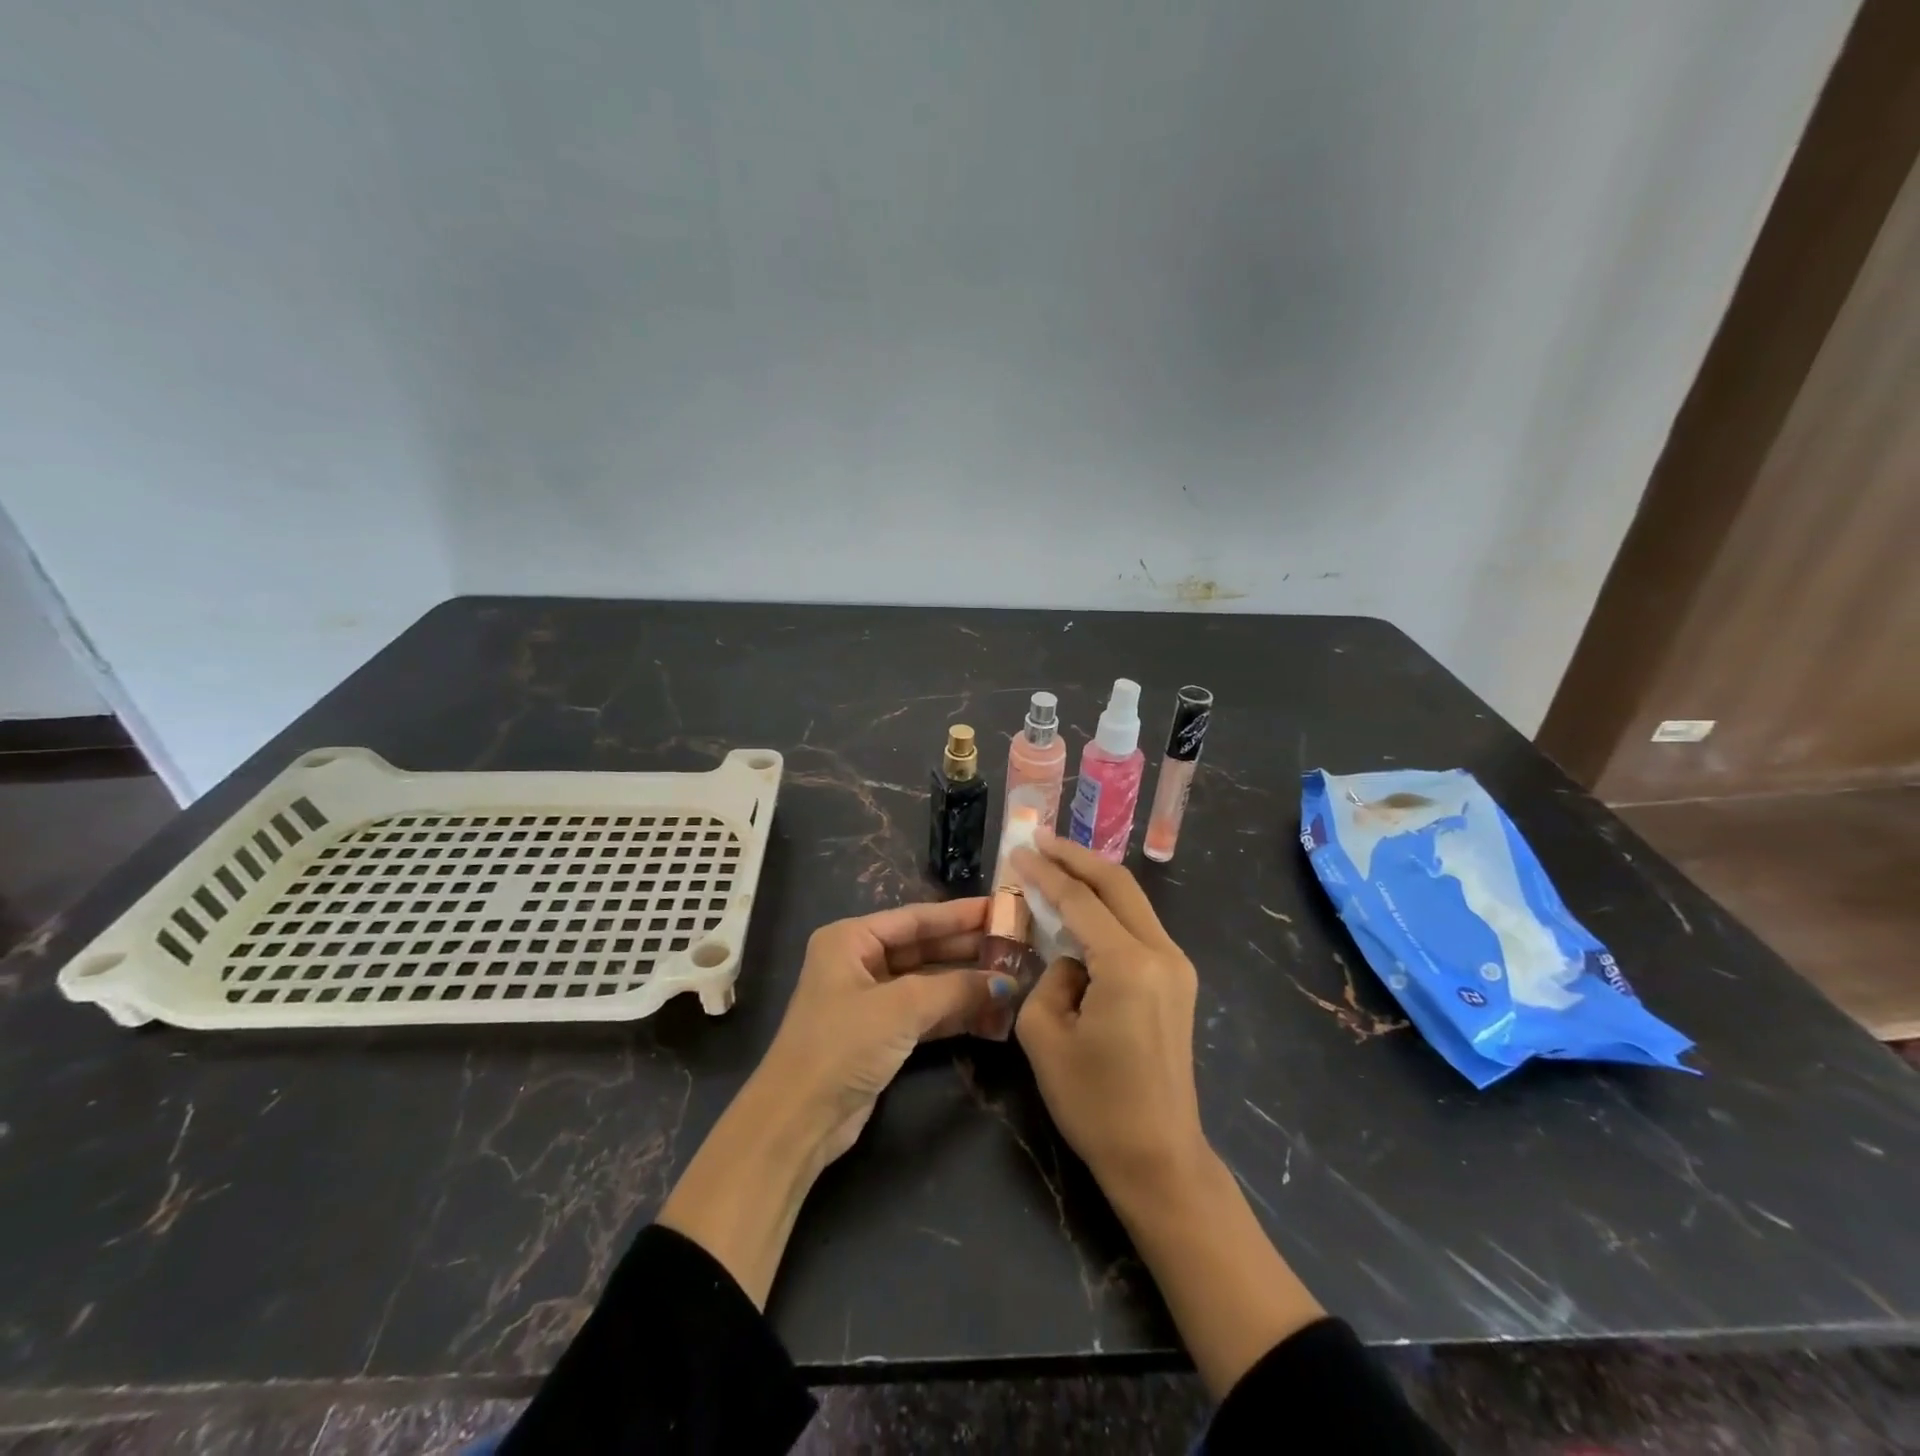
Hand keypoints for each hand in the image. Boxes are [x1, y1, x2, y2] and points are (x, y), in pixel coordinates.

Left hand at [755, 897, 1018, 1164]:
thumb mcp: (901, 1008)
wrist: (798, 1119)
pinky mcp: (880, 1035)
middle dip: (966, 949)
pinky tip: (990, 1012)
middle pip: (923, 948)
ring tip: (1012, 977)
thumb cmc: (842, 1045)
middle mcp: (858, 962)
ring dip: (965, 984)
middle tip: (1014, 943)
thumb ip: (956, 989)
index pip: (915, 918)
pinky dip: (954, 1013)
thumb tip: (1007, 982)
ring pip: (927, 982)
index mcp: (851, 939)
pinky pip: (925, 1013)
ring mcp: (869, 1000)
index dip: (959, 914)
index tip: (1000, 908)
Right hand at [1012, 836, 1325, 1397]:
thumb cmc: (1094, 1102)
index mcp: (1128, 964)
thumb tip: (1069, 959)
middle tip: (1040, 839)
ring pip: (1132, 901)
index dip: (1045, 872)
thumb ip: (1048, 978)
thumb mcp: (1044, 1035)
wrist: (1159, 1156)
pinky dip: (1108, 907)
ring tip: (1057, 863)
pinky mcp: (1178, 981)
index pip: (1079, 900)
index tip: (1018, 850)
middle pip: (1117, 884)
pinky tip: (1083, 906)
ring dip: (1094, 879)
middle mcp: (1161, 953)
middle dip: (1076, 857)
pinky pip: (1138, 927)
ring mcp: (1177, 966)